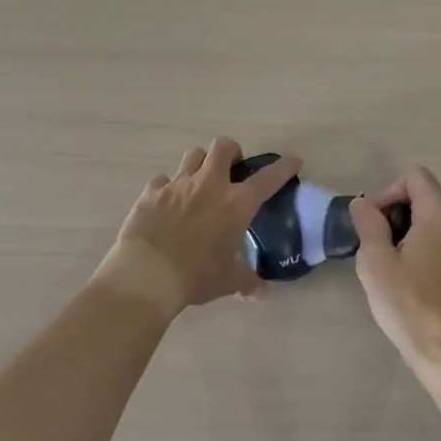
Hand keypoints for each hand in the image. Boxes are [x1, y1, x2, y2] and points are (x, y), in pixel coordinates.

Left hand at [95, 138, 301, 317]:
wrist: (147, 274)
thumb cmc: (196, 276)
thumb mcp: (227, 281)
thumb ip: (246, 281)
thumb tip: (261, 293)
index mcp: (236, 203)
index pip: (268, 179)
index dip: (283, 168)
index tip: (293, 161)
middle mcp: (209, 184)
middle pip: (224, 147)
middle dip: (232, 152)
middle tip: (232, 169)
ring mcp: (178, 184)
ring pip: (194, 155)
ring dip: (201, 163)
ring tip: (200, 181)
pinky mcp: (152, 191)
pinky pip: (163, 179)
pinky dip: (168, 187)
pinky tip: (167, 203)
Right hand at [349, 167, 440, 375]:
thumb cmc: (411, 304)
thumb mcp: (376, 262)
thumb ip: (368, 224)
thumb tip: (362, 203)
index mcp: (440, 213)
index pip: (413, 177)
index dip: (387, 192)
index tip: (372, 224)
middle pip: (422, 196)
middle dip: (393, 213)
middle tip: (374, 246)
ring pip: (430, 220)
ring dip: (405, 232)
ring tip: (388, 266)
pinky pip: (440, 239)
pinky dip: (420, 247)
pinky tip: (407, 279)